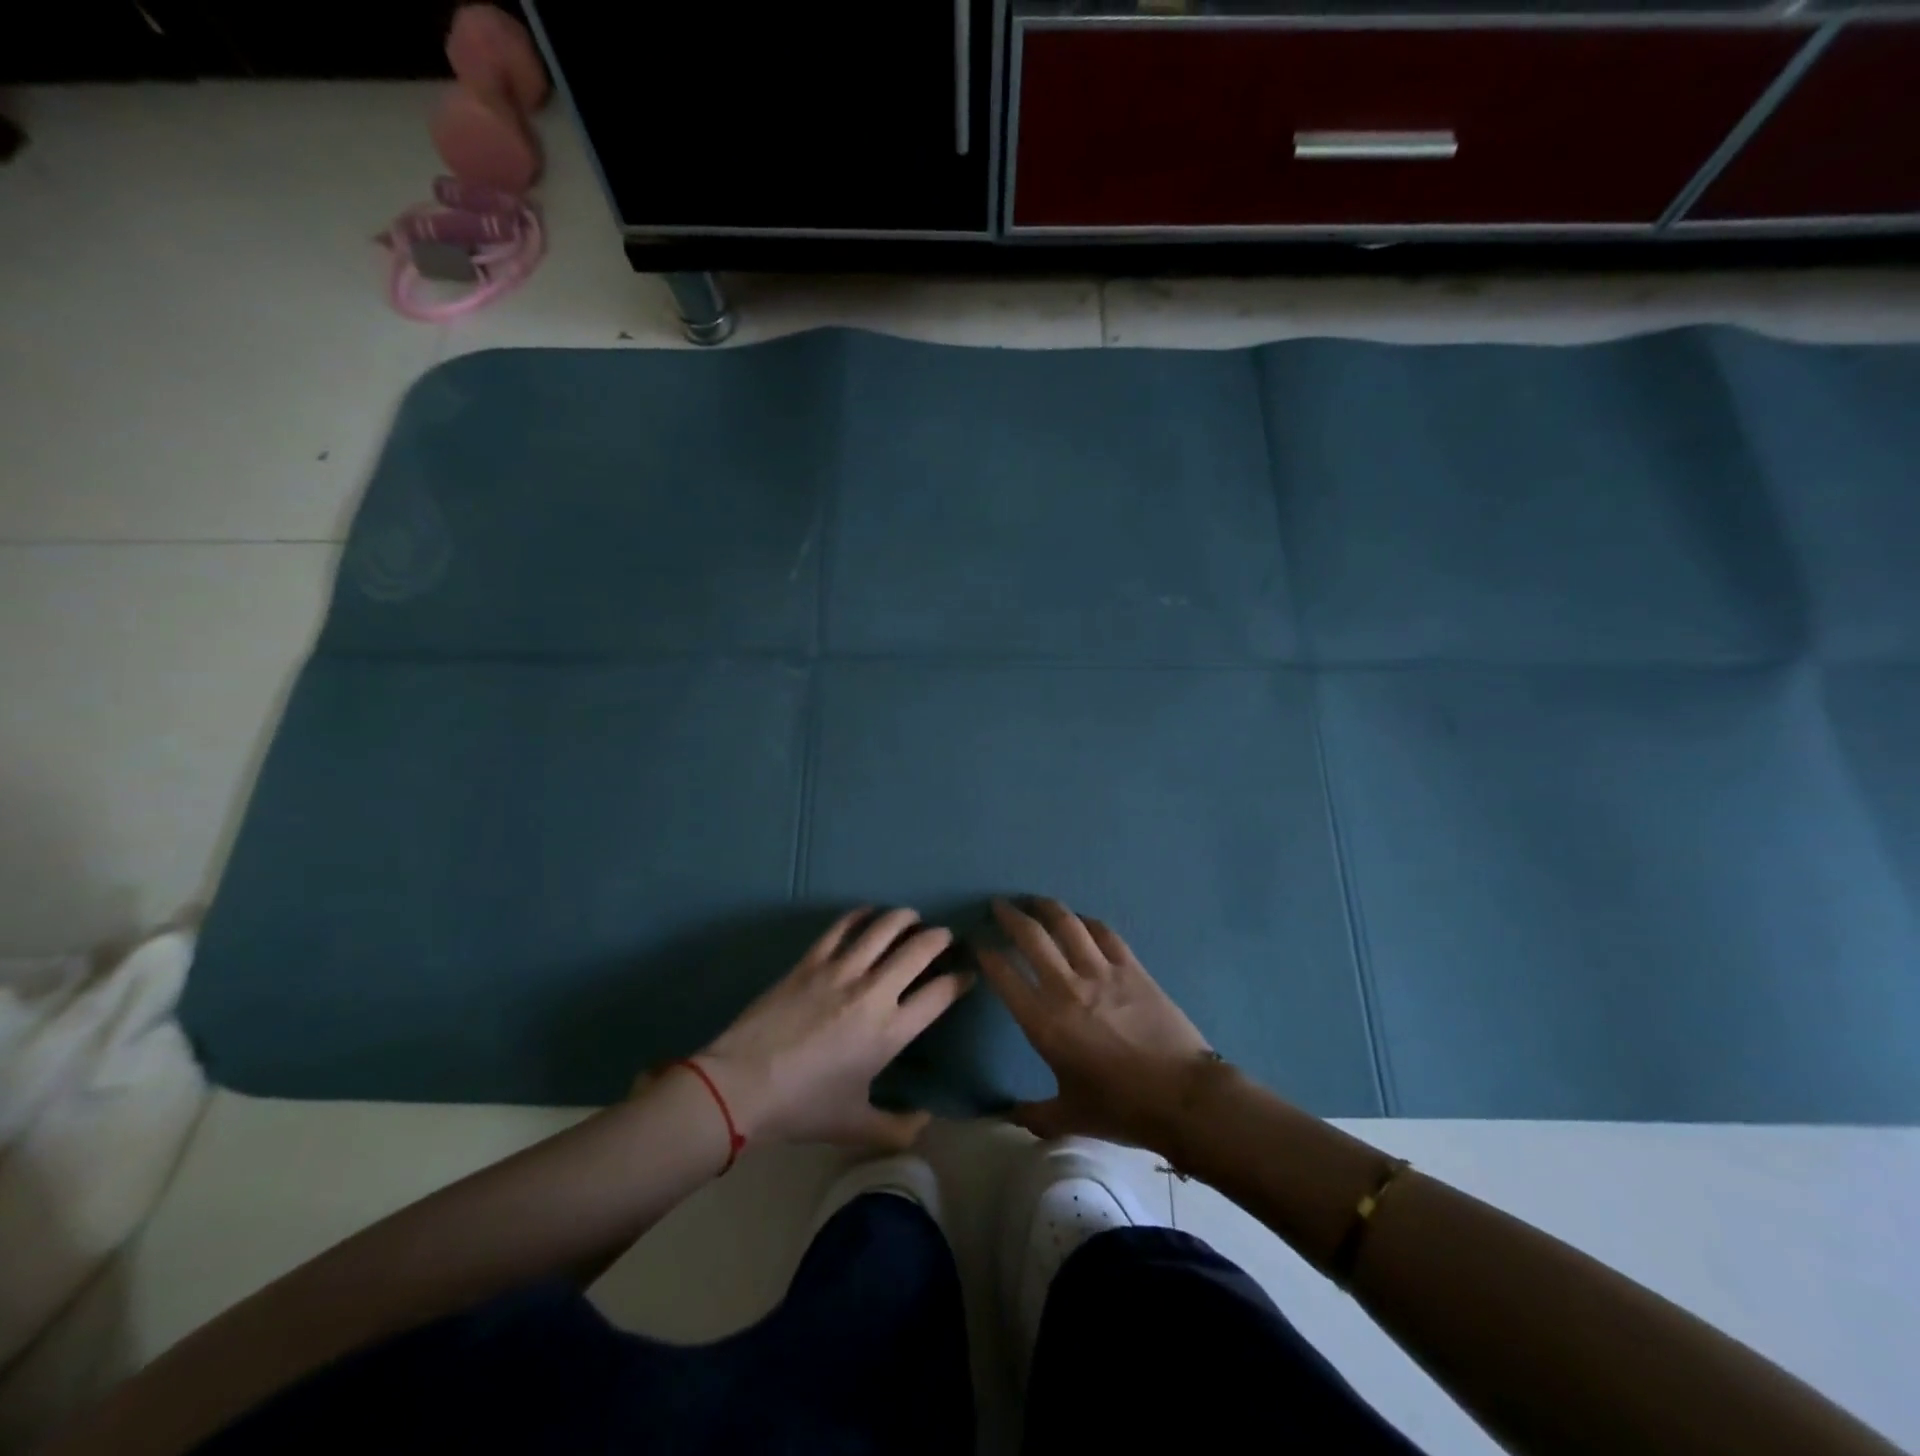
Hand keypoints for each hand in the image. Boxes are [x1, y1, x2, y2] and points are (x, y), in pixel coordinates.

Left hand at [694, 907, 971, 1150]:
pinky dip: (860, 915)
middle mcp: (874, 992)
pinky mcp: (811, 960)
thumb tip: (926, 1121)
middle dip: (939, 938)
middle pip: (919, 949)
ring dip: (905, 917)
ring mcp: (841, 970)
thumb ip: (898, 1128)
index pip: (940, 994)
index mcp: (890, 1032)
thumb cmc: (802, 1108)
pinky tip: (867, 914)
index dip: (959, 980)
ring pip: (884, 927)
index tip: (966, 974)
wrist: (741, 1086)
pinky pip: (842, 926)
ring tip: (912, 917)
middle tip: (944, 937)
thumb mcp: (854, 1126)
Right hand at [976, 896, 1212, 1151]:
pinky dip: (1086, 922)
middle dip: (1010, 917)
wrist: (1183, 1096)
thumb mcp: (1069, 1117)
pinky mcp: (1132, 967)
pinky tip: (1079, 920)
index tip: (979, 945)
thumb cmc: (1121, 1108)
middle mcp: (1067, 987)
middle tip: (999, 906)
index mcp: (1044, 1023)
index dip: (987, 956)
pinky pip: (1104, 933)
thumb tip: (1006, 1115)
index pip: (1004, 977)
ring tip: (1034, 900)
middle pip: (1032, 937)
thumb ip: (1032, 1114)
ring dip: (1046, 907)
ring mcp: (1101, 972)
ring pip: (1067, 924)